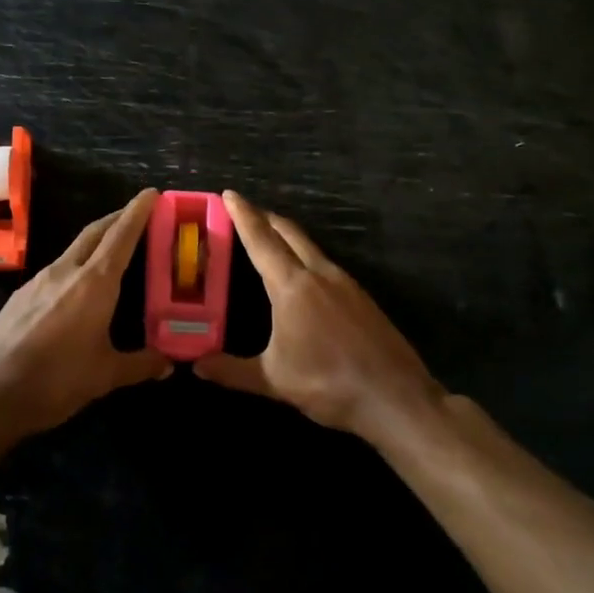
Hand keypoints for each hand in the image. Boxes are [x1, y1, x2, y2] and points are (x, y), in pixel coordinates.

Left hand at [0, 188, 168, 441]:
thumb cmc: (55, 380)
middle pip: (95, 232)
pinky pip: (57, 269)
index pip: (121, 236)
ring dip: (96, 242)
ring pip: (74, 249)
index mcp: (94, 283)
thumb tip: (168, 362)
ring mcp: (39, 280)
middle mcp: (66, 271)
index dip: (138, 212)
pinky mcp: (21, 295)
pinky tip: (79, 287)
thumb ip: (140, 365)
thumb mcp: (105, 376)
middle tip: (139, 215)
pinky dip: (76, 265)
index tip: (152, 193)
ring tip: (114, 251)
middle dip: (117, 219)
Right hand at [195, 191, 442, 441]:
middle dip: (265, 217)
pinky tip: (303, 275)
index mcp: (292, 286)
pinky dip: (305, 255)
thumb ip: (232, 370)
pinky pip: (325, 263)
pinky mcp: (361, 297)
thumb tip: (197, 366)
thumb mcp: (274, 380)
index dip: (243, 215)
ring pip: (310, 246)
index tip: (229, 193)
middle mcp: (319, 274)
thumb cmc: (329, 385)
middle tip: (244, 210)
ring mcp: (345, 283)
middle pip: (288, 232)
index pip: (261, 240)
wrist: (396, 398)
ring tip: (269, 238)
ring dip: (286, 235)